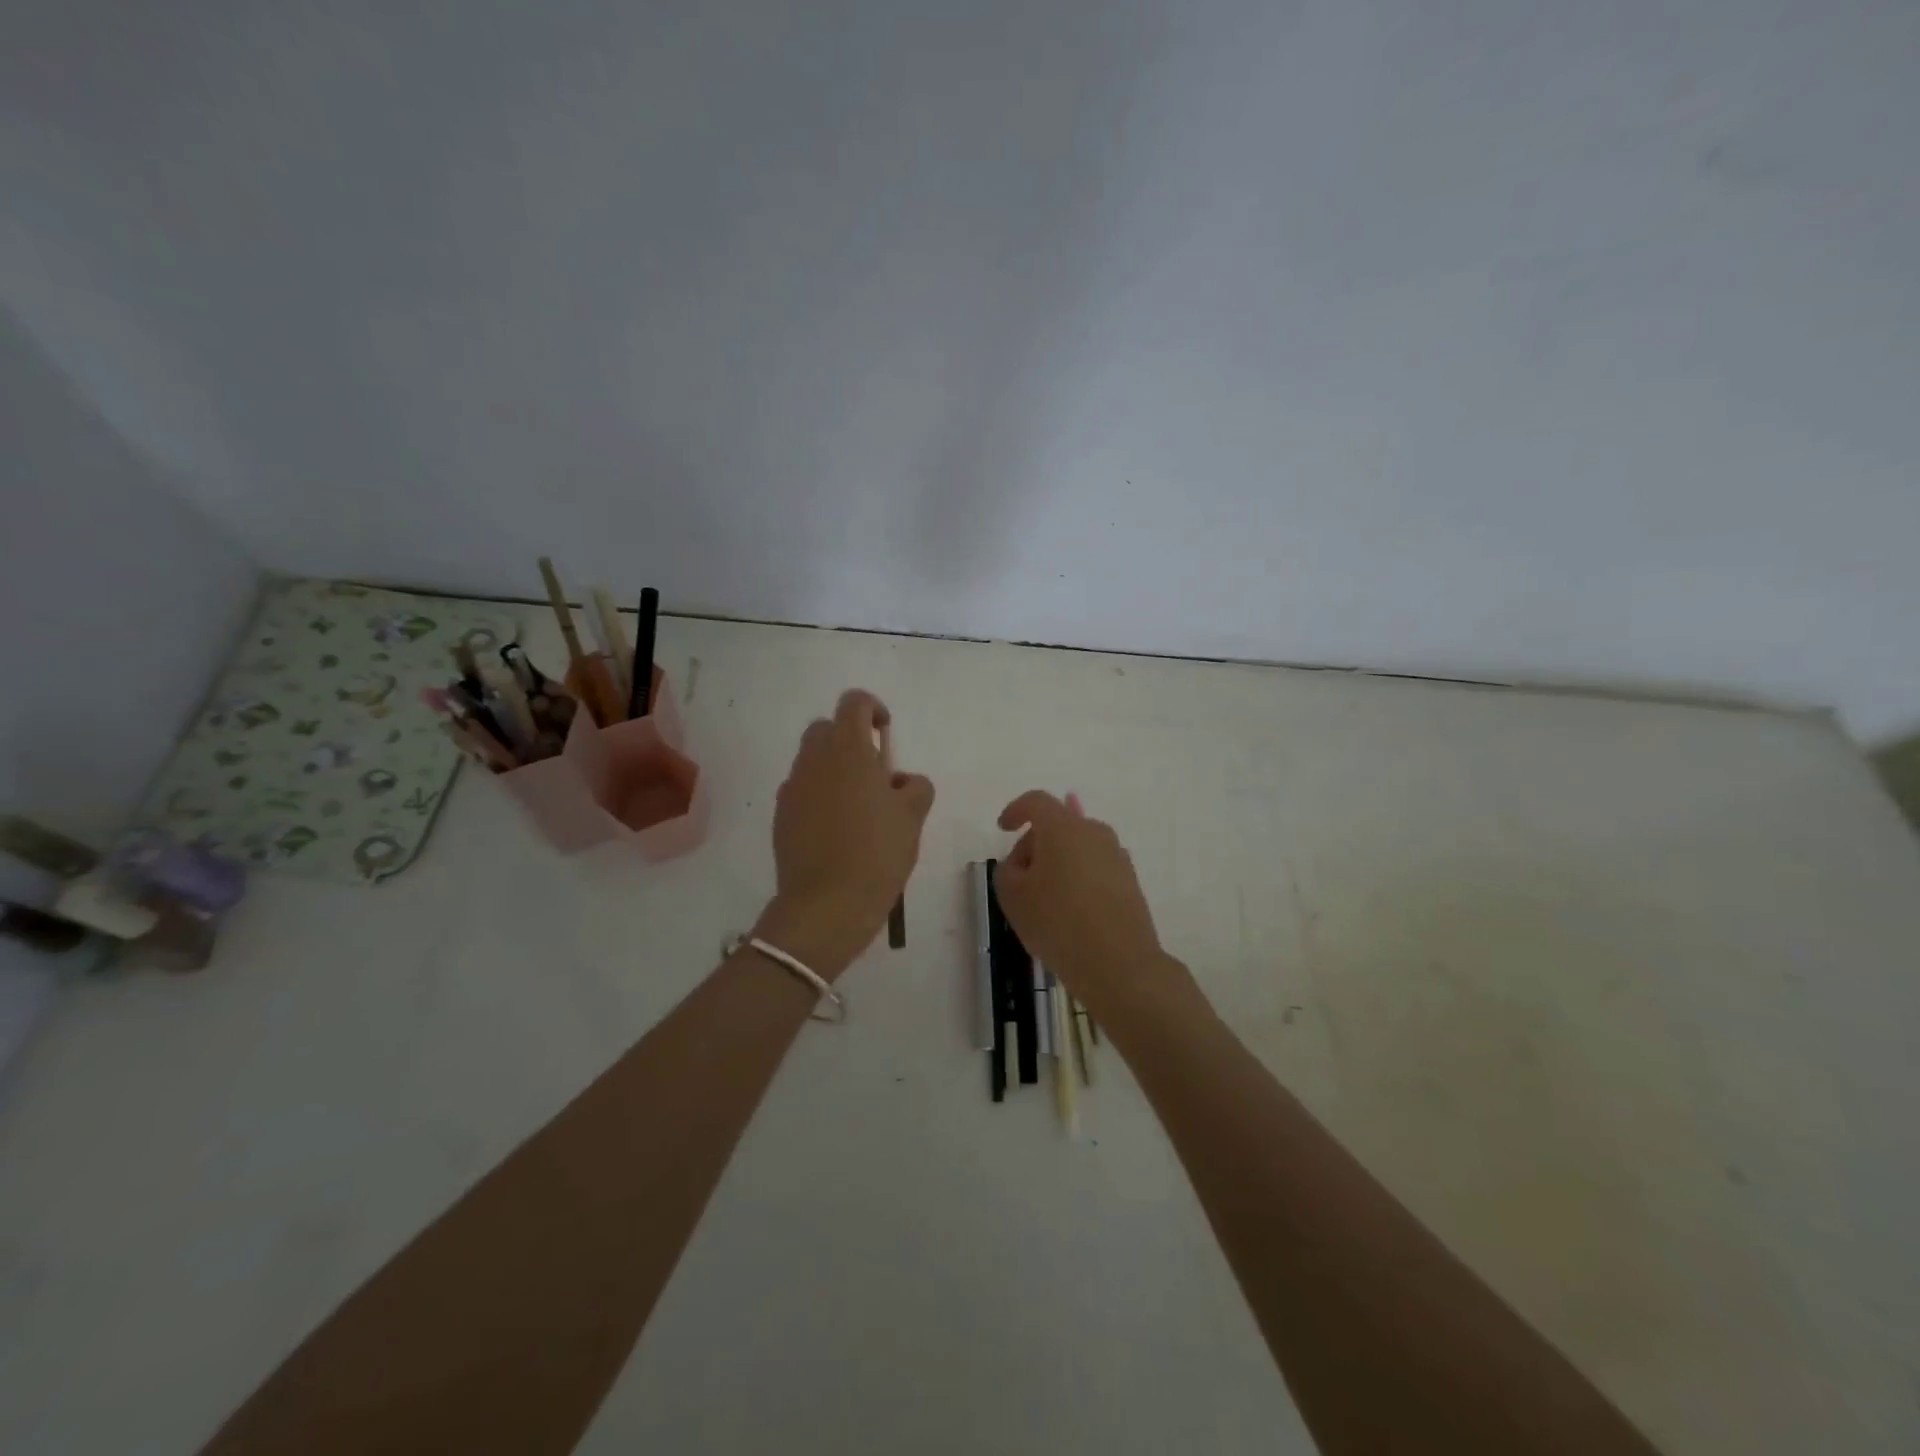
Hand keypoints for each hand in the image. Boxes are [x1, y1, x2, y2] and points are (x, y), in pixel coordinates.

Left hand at [759, 689, 933, 977]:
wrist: (826, 905)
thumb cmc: (877, 853)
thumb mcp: (913, 818)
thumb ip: (915, 787)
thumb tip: (901, 782)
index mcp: (848, 750)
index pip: (854, 702)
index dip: (873, 709)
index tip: (886, 735)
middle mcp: (814, 759)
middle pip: (827, 728)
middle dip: (850, 740)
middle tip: (874, 775)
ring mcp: (792, 787)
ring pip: (812, 760)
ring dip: (834, 770)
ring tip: (858, 808)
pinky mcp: (781, 815)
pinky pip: (801, 790)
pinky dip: (818, 796)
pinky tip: (836, 830)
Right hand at [994, 790, 1182, 1021]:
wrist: (1119, 964)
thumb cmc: (1057, 922)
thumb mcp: (1012, 896)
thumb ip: (1008, 869)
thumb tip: (1024, 863)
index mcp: (1063, 827)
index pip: (1036, 802)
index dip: (1016, 810)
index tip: (1003, 827)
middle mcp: (1094, 832)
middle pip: (1058, 824)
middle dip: (1034, 843)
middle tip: (1018, 877)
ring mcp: (1117, 856)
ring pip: (1078, 847)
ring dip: (1058, 862)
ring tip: (1044, 898)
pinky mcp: (1130, 881)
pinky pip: (1095, 868)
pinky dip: (1078, 878)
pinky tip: (1070, 910)